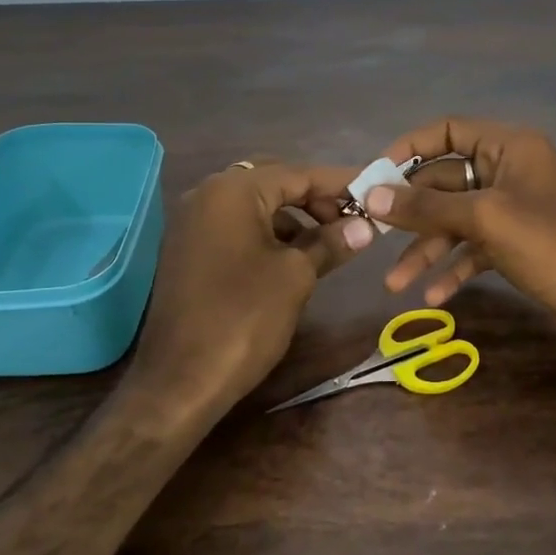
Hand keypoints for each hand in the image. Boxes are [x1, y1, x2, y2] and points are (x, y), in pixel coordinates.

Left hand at [133, 160, 371, 403]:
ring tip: (330, 241)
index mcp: (232, 191)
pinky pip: (237, 226)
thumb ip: (331, 242)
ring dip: (294, 217)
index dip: (340, 183)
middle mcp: (207, 194)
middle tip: (352, 219)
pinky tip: (295, 257)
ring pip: (255, 205)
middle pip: (274, 182)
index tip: (374, 190)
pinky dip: (268, 234)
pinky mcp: (189, 249)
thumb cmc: (244, 318)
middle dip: (316, 198)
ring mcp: (193, 222)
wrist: (180, 380)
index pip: (298, 173)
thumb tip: (365, 226)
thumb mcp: (296, 276)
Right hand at [366, 119, 555, 339]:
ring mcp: (514, 208)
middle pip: (447, 181)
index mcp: (508, 146)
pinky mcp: (518, 243)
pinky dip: (455, 268)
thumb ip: (426, 205)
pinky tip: (433, 296)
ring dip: (427, 249)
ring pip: (458, 220)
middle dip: (412, 213)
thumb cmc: (549, 244)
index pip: (447, 131)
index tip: (375, 175)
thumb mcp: (483, 219)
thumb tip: (371, 194)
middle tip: (372, 234)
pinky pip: (476, 247)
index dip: (408, 148)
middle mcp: (510, 170)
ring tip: (395, 284)